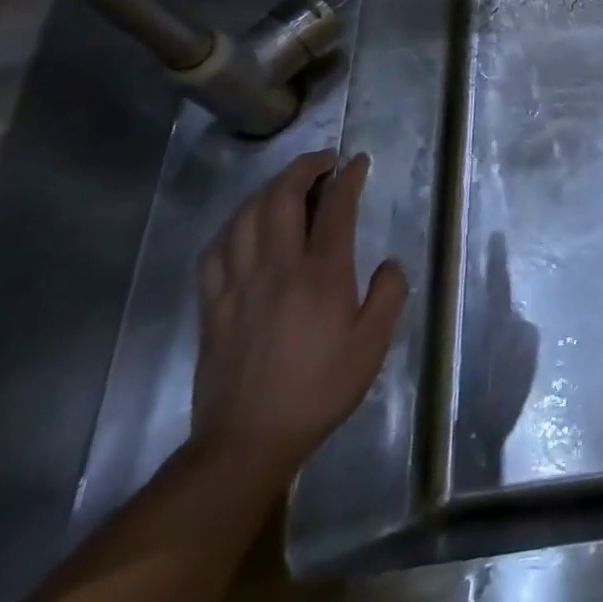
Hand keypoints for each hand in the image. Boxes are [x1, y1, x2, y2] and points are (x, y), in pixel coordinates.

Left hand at [191, 151, 407, 477]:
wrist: (248, 441)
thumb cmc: (320, 389)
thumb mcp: (373, 345)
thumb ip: (389, 294)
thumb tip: (389, 262)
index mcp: (321, 275)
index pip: (335, 208)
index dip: (348, 178)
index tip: (358, 162)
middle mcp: (277, 269)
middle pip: (281, 199)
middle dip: (303, 169)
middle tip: (324, 161)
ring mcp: (238, 285)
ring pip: (244, 217)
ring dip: (267, 190)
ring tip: (286, 184)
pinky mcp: (212, 305)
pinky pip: (216, 250)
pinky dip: (232, 225)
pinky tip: (243, 225)